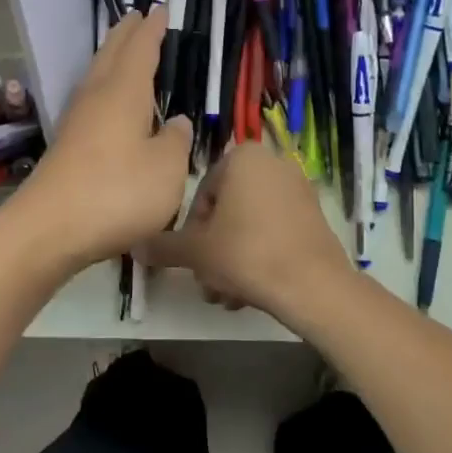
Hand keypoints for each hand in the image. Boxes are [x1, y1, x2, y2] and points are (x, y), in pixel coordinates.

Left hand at [3, 11, 192, 274]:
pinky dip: (105, 86)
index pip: (141, 48)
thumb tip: (177, 121)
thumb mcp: (167, 169)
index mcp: (124, 91)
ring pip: (97, 74)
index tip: (160, 10)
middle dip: (127, 34)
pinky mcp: (67, 143)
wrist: (49, 228)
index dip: (152, 29)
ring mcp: (77, 119)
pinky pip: (91, 98)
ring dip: (112, 57)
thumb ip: (177, 141)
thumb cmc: (117, 193)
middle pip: (111, 54)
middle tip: (139, 17)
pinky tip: (109, 102)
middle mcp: (97, 96)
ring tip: (125, 50)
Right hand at [137, 142, 355, 326]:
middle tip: (208, 283)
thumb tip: (137, 246)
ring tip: (227, 295)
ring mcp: (298, 189)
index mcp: (243, 158)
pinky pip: (275, 230)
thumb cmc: (246, 254)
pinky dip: (260, 254)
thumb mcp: (195, 251)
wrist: (313, 285)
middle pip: (227, 210)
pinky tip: (251, 291)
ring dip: (233, 258)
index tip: (193, 259)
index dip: (192, 230)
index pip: (202, 193)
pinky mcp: (314, 215)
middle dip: (214, 249)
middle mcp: (273, 163)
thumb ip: (163, 246)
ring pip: (250, 224)